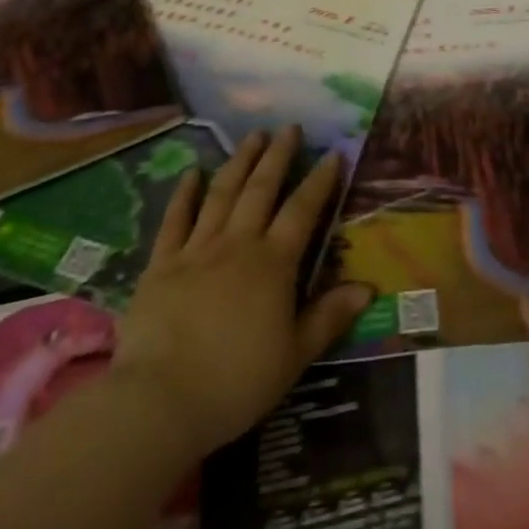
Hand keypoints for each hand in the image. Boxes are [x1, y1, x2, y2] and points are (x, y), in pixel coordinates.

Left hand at [112, 127, 370, 459]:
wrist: (161, 400)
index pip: (302, 211)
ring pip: (222, 194)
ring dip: (239, 161)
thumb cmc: (235, 382)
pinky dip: (184, 193)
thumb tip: (368, 288)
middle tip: (289, 127)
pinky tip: (192, 172)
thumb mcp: (294, 357)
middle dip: (278, 155)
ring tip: (252, 135)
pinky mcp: (162, 264)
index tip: (332, 154)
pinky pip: (175, 220)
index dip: (319, 181)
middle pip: (261, 189)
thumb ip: (329, 317)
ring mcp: (197, 249)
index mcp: (273, 264)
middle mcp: (238, 244)